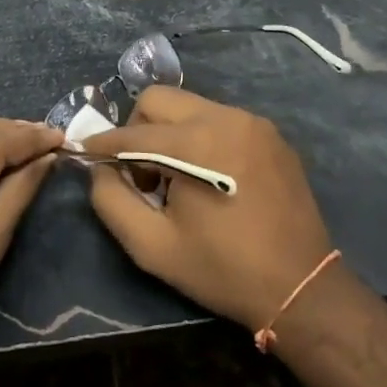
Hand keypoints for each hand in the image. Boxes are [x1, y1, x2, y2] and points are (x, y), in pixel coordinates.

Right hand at [85, 87, 335, 331]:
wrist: (301, 286)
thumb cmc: (222, 269)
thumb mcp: (153, 247)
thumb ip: (112, 201)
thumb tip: (99, 169)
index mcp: (197, 142)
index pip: (134, 131)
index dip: (103, 142)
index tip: (85, 153)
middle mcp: (225, 117)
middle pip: (160, 99)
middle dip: (138, 130)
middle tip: (142, 174)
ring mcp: (252, 121)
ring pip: (190, 106)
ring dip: (170, 134)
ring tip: (176, 179)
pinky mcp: (270, 133)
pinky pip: (219, 119)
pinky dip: (200, 137)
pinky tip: (209, 177)